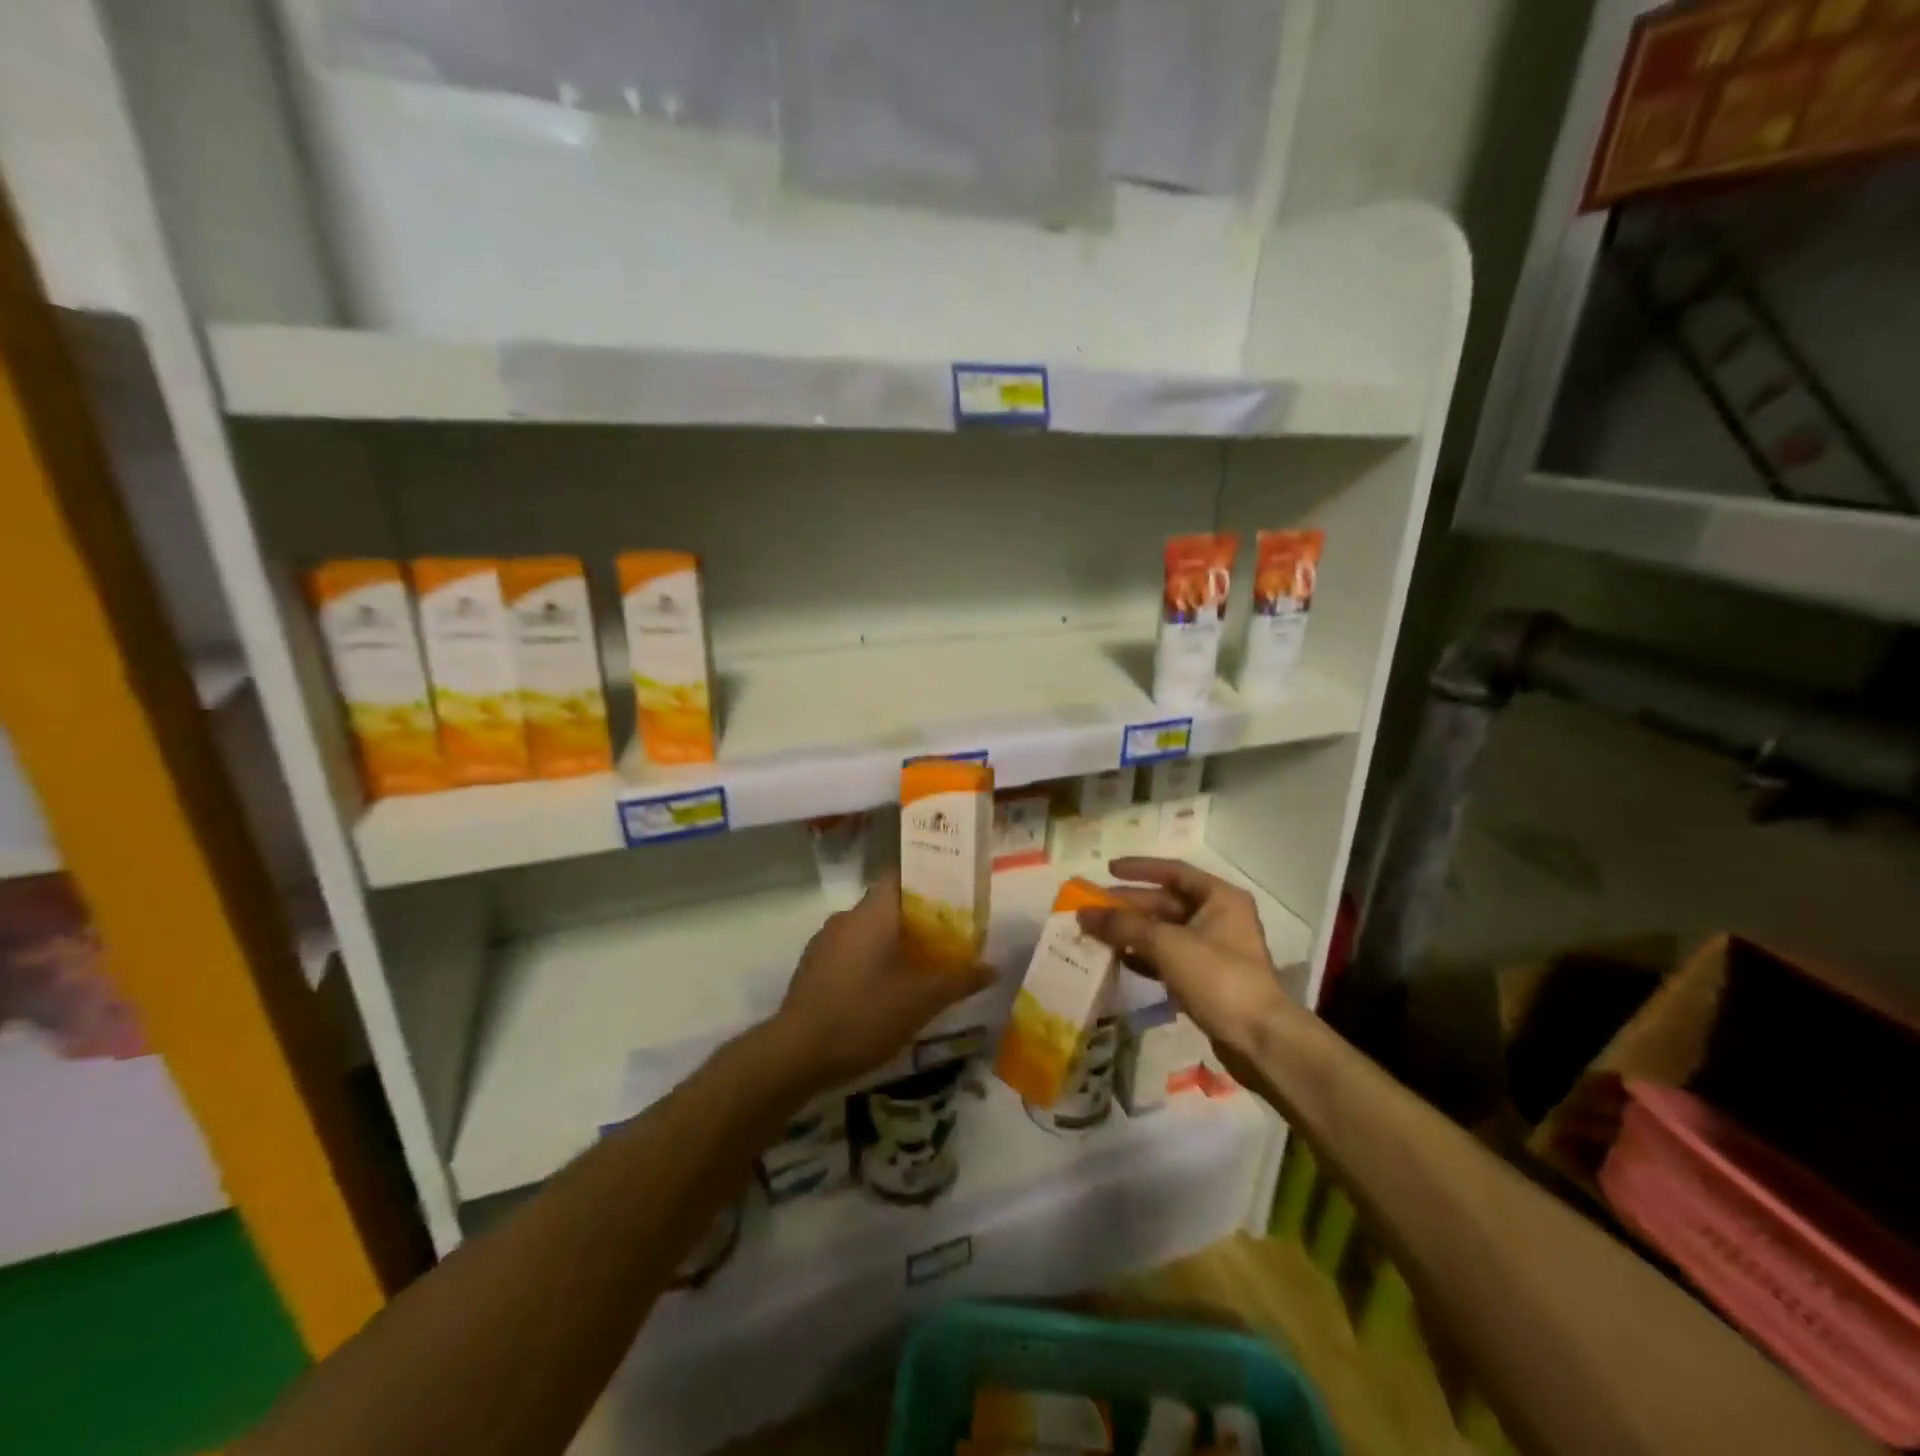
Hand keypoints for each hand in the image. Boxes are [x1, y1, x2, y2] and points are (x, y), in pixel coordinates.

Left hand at [774, 873, 993, 1091]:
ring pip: (867, 930)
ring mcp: (824, 942)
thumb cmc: (863, 1014)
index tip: (952, 896)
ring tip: (921, 966)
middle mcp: (846, 918)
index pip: (900, 876)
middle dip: (916, 919)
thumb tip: (993, 967)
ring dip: (892, 942)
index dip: (927, 881)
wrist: (796, 1053)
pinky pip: (850, 952)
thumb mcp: (921, 1000)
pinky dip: (870, 961)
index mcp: (872, 912)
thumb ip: (959, 980)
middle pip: (887, 905)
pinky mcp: (812, 968)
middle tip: (947, 937)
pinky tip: (884, 990)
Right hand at [1077, 857, 1289, 1053]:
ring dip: (1133, 932)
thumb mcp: (1166, 943)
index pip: (1174, 871)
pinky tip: (1120, 960)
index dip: (1139, 868)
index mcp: (1219, 897)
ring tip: (1098, 934)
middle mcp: (1219, 917)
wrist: (1258, 1039)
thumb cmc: (1217, 977)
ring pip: (1165, 931)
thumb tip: (1083, 913)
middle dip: (1129, 905)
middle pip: (1166, 902)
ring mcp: (1214, 949)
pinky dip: (1145, 956)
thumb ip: (1123, 925)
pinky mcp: (1207, 978)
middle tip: (1093, 908)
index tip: (1108, 870)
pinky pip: (1169, 957)